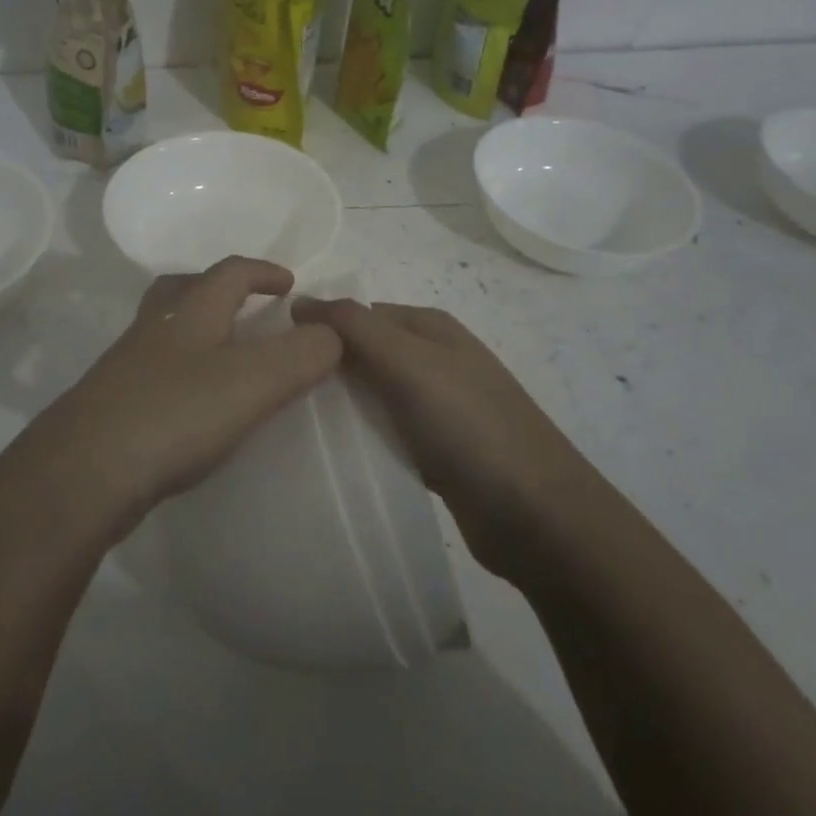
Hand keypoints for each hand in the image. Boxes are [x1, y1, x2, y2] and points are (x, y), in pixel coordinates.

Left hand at [50, 257, 341, 514]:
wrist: (82, 473)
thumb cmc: (175, 414)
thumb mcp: (254, 381)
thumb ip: (302, 354)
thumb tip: (332, 333)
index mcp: (190, 311)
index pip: (231, 272)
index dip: (263, 272)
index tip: (290, 284)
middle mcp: (154, 328)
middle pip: (183, 289)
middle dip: (218, 290)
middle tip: (247, 308)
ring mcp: (126, 367)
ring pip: (164, 331)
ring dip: (196, 332)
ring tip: (224, 359)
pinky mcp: (111, 406)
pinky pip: (154, 373)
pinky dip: (180, 374)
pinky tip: (192, 408)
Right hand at [290, 298, 582, 571]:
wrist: (537, 515)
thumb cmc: (469, 425)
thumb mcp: (408, 362)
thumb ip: (354, 327)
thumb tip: (302, 300)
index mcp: (430, 327)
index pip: (360, 313)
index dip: (320, 328)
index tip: (277, 356)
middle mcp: (436, 359)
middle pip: (367, 353)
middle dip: (328, 368)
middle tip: (278, 393)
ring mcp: (441, 407)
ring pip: (376, 395)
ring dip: (344, 406)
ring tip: (294, 424)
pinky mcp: (440, 450)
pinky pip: (389, 433)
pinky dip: (365, 438)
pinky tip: (335, 455)